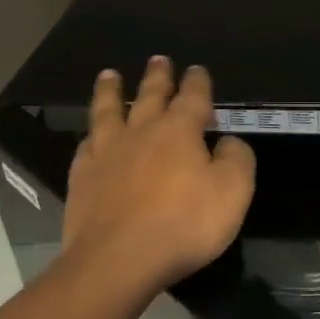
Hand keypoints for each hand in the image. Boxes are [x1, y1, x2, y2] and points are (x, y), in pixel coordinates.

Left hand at [60, 57, 256, 299]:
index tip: (198, 69)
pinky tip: (91, 135)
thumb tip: (227, 141)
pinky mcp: (83, 177)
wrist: (118, 259)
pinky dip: (91, 135)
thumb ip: (237, 159)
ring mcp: (107, 152)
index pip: (193, 96)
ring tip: (109, 75)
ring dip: (111, 91)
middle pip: (150, 95)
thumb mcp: (232, 192)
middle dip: (158, 76)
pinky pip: (87, 145)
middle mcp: (142, 132)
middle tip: (159, 59)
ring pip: (109, 111)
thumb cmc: (183, 224)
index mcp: (180, 130)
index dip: (198, 82)